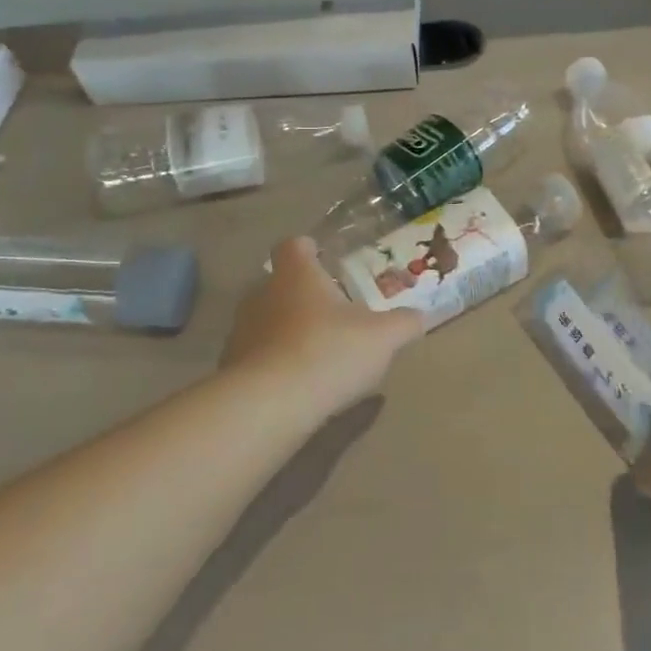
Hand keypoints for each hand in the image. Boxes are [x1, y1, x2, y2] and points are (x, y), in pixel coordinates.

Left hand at [223, 237, 425, 415]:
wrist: (270, 405)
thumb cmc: (329, 352)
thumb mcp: (382, 338)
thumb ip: (403, 323)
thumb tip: (419, 316)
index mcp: (296, 275)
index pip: (294, 246)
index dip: (308, 249)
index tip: (323, 258)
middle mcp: (262, 294)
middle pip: (280, 284)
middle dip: (303, 296)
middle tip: (331, 313)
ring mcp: (241, 331)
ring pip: (266, 320)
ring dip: (287, 331)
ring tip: (315, 353)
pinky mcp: (231, 367)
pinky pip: (256, 357)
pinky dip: (274, 364)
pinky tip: (296, 385)